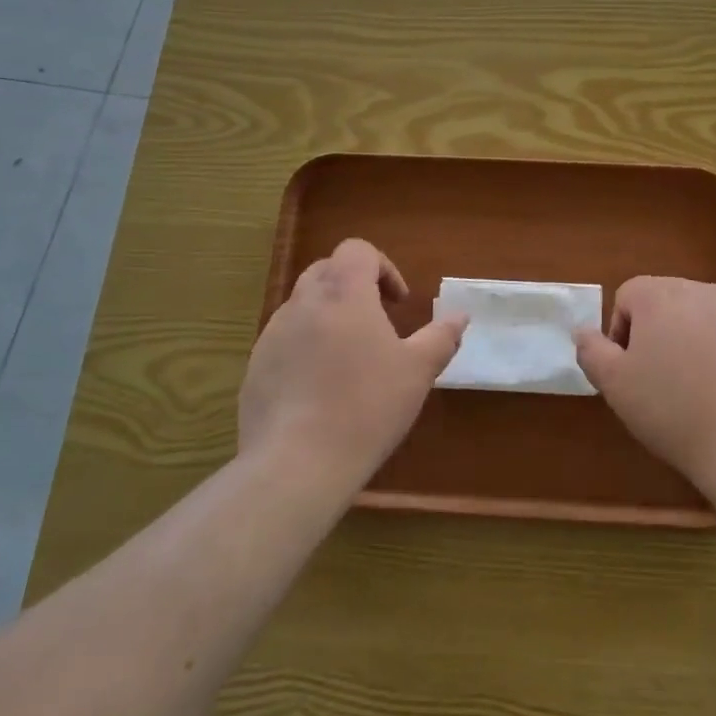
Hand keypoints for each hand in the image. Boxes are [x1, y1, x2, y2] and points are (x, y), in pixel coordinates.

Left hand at [239, 239, 466, 489]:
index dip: (383, 267)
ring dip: (329, 316)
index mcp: (343, 293)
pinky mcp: (256, 367)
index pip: (357, 250)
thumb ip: (441, 337)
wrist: (296, 464)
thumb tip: (460, 317)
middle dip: (355, 287)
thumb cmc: (366, 407)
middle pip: (327, 271)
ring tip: (350, 359)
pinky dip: (306, 348)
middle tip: (378, 323)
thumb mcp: (417, 371)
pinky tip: (321, 390)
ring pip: (303, 306)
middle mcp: (303, 303)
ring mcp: (272, 335)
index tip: (398, 303)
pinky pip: (285, 341)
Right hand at [575, 277, 715, 500]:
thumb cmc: (674, 411)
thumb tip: (583, 331)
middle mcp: (702, 291)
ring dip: (691, 344)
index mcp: (660, 295)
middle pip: (665, 303)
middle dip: (656, 335)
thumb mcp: (615, 386)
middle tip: (659, 382)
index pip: (627, 296)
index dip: (620, 333)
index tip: (630, 372)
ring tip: (696, 391)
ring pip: (701, 320)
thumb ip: (592, 350)